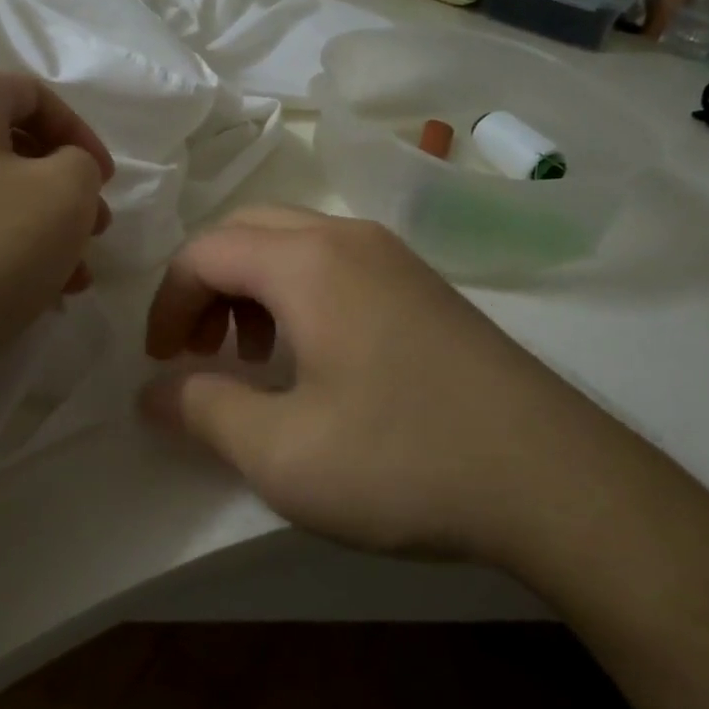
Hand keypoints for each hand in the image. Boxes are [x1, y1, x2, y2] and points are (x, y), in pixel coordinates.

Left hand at [0, 69, 113, 405]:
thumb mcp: (65, 196)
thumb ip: (82, 167)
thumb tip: (61, 172)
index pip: (36, 95)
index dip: (83, 137)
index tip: (107, 184)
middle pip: (10, 148)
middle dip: (63, 192)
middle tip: (93, 234)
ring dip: (36, 229)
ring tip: (69, 280)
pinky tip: (24, 296)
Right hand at [141, 206, 617, 563]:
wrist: (555, 478)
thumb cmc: (403, 459)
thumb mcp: (282, 454)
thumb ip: (203, 411)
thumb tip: (154, 391)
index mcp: (306, 261)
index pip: (205, 251)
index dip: (168, 302)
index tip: (160, 362)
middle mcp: (347, 236)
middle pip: (246, 230)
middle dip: (207, 284)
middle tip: (200, 350)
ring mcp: (392, 254)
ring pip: (292, 241)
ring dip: (252, 286)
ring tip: (255, 356)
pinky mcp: (422, 283)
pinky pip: (334, 261)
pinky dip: (296, 291)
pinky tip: (314, 356)